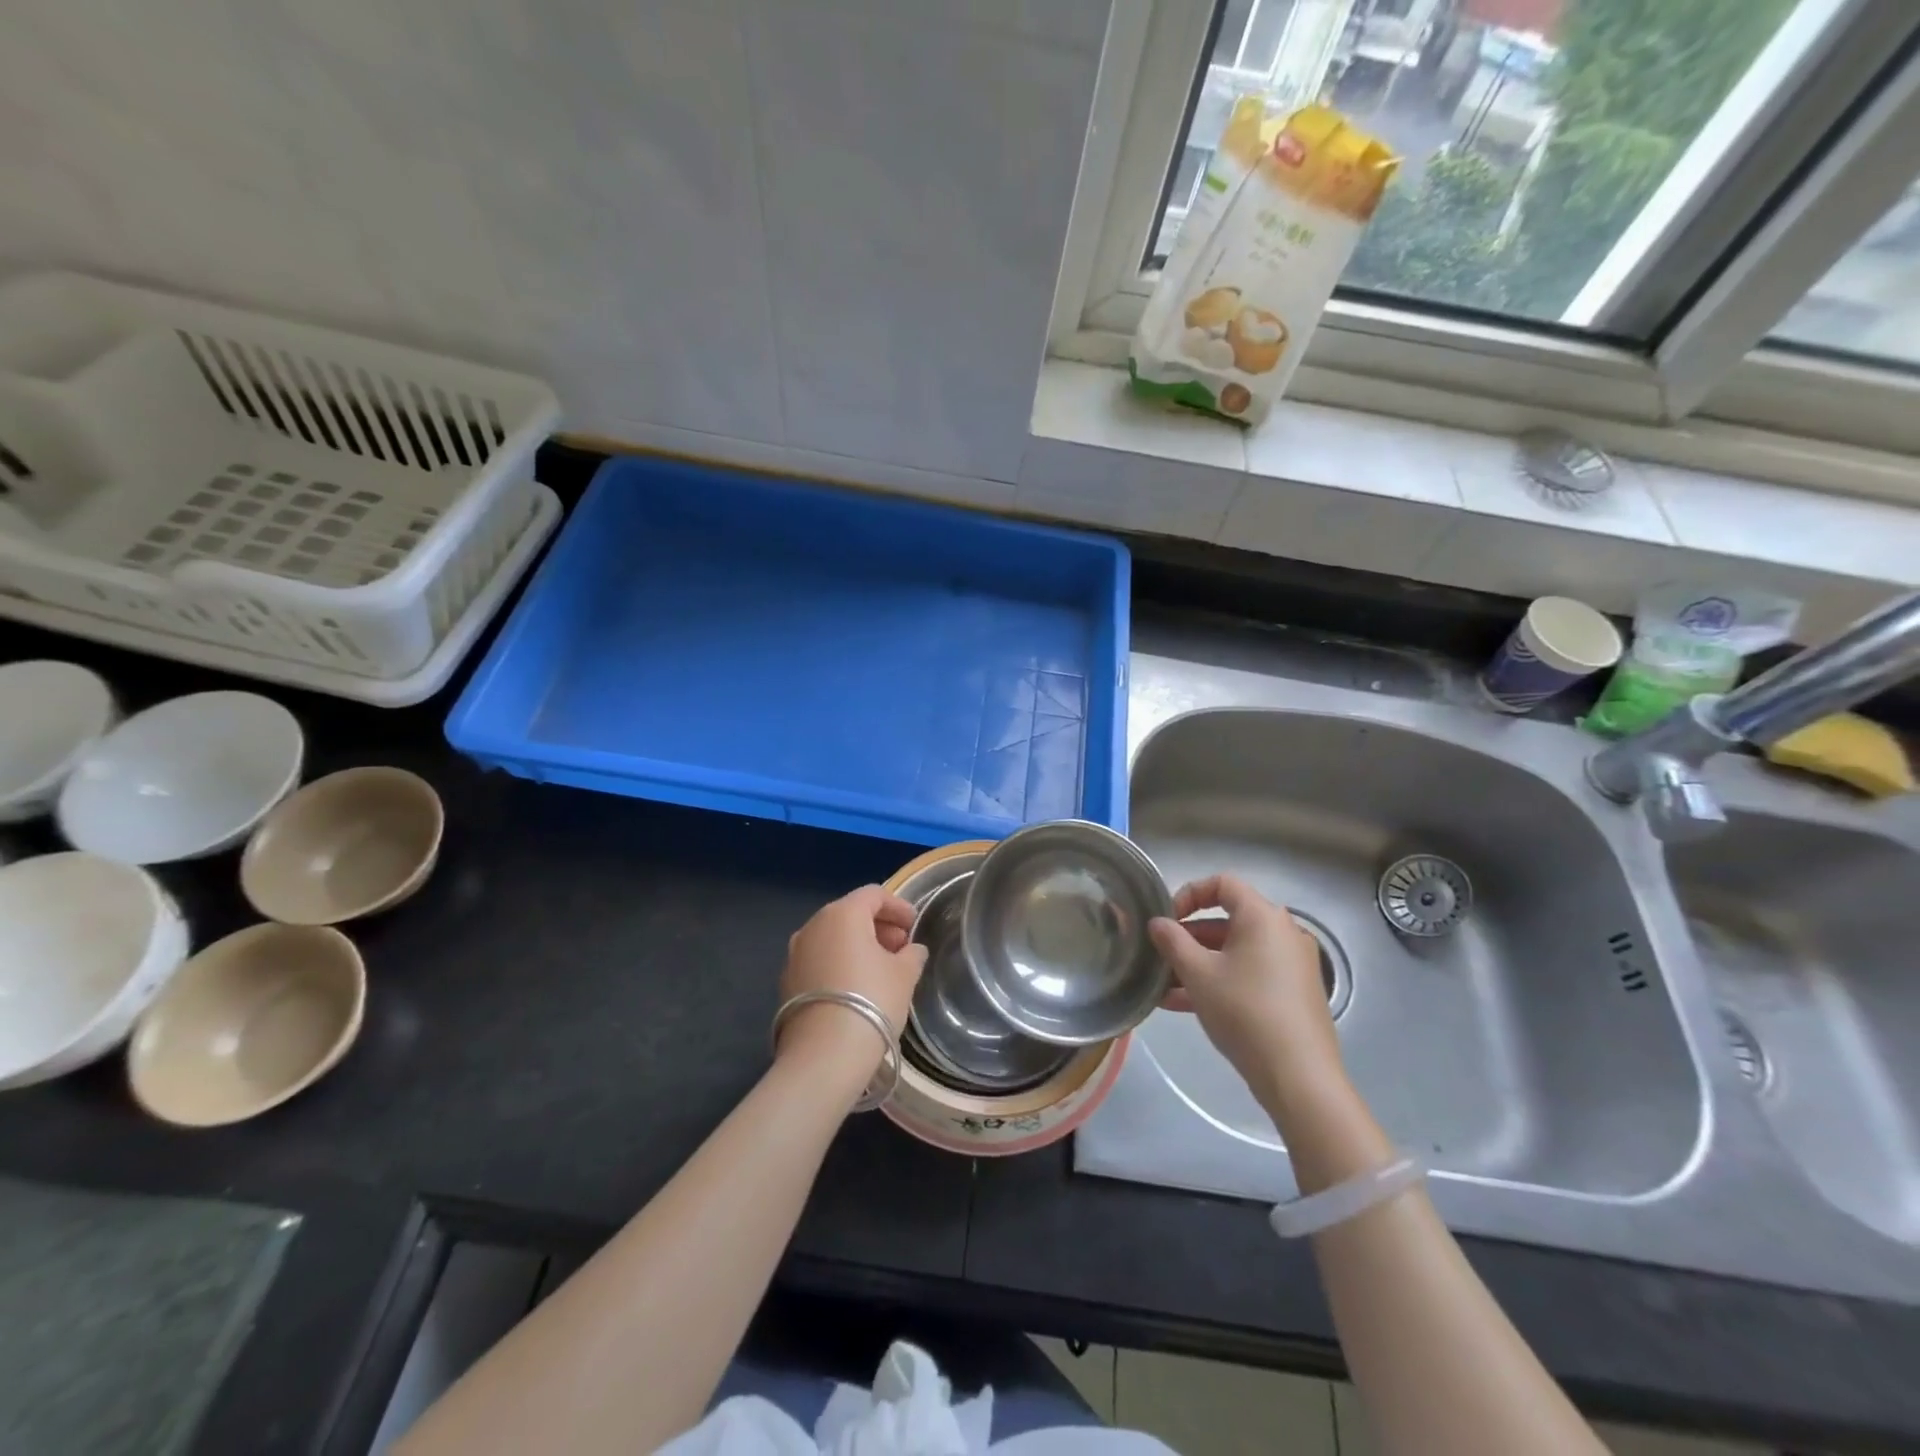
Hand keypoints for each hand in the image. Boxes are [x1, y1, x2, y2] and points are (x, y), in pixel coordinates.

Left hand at [777, 885, 926, 1076]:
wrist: (824, 1055)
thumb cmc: (871, 1000)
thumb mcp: (904, 975)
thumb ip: (912, 955)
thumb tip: (912, 950)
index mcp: (842, 914)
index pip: (873, 895)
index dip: (898, 906)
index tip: (915, 925)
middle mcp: (813, 926)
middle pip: (850, 914)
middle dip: (878, 927)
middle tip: (902, 948)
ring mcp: (795, 954)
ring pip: (833, 938)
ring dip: (858, 946)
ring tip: (882, 970)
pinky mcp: (787, 982)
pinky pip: (819, 960)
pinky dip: (839, 964)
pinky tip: (856, 988)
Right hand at [1149, 875, 1347, 1115]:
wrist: (1299, 1077)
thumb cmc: (1245, 1011)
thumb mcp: (1198, 974)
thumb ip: (1172, 942)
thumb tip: (1157, 923)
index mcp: (1263, 917)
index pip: (1222, 884)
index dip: (1188, 894)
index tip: (1166, 920)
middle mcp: (1283, 933)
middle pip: (1227, 920)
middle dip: (1188, 937)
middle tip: (1160, 956)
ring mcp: (1292, 965)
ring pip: (1235, 952)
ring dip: (1198, 964)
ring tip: (1163, 987)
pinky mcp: (1294, 994)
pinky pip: (1249, 974)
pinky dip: (1220, 981)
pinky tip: (1182, 1006)